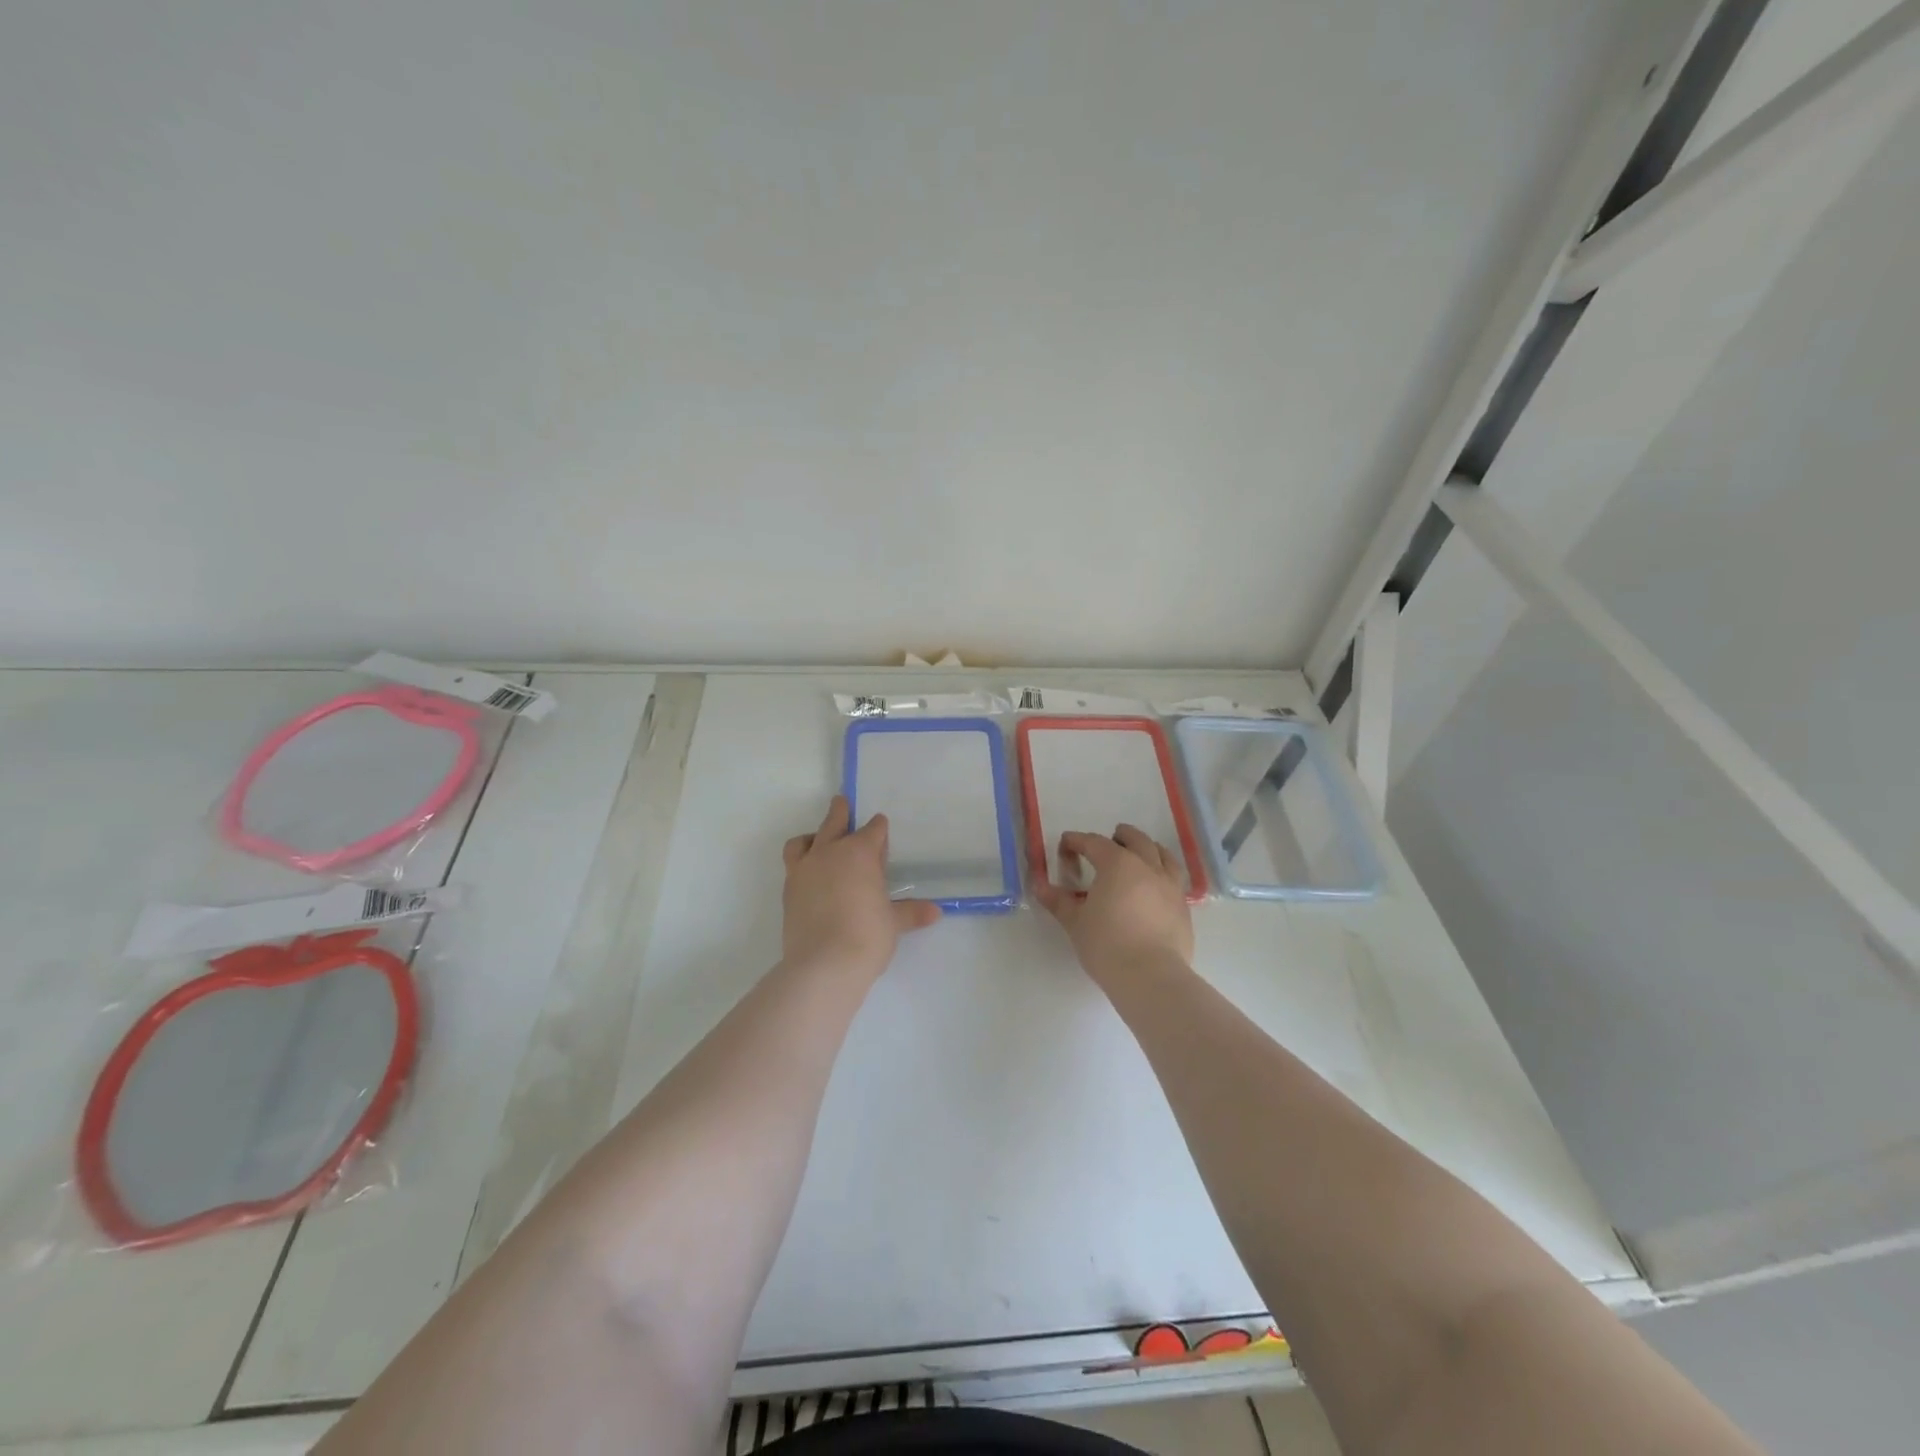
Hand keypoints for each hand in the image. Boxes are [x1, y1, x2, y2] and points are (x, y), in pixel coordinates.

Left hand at [782, 795, 940, 980]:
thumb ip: (911, 912)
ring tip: (818, 840)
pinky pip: (792, 865)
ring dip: (813, 836)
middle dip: (841, 812)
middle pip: (834, 822)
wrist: (823, 965)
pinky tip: (811, 876)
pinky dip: (801, 863)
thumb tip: (935, 912)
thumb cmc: (867, 936)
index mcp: (860, 853)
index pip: (873, 830)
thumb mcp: (893, 923)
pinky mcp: (788, 890)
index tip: (881, 829)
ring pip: (803, 840)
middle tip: (842, 803)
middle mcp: (829, 852)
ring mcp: (804, 870)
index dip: (879, 829)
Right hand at [1034, 824, 1193, 985]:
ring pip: (1163, 855)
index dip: (1077, 841)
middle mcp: (1147, 867)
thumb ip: (1059, 901)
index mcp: (1117, 864)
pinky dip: (1164, 873)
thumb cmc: (1106, 945)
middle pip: (1136, 840)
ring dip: (1149, 849)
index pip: (1094, 843)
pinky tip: (1156, 887)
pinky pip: (1174, 879)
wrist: (1151, 976)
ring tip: (1141, 853)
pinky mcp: (1183, 907)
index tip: (1066, 844)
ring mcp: (1170, 886)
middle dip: (1121, 836)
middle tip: (1111, 839)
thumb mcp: (1075, 922)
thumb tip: (1040, 887)